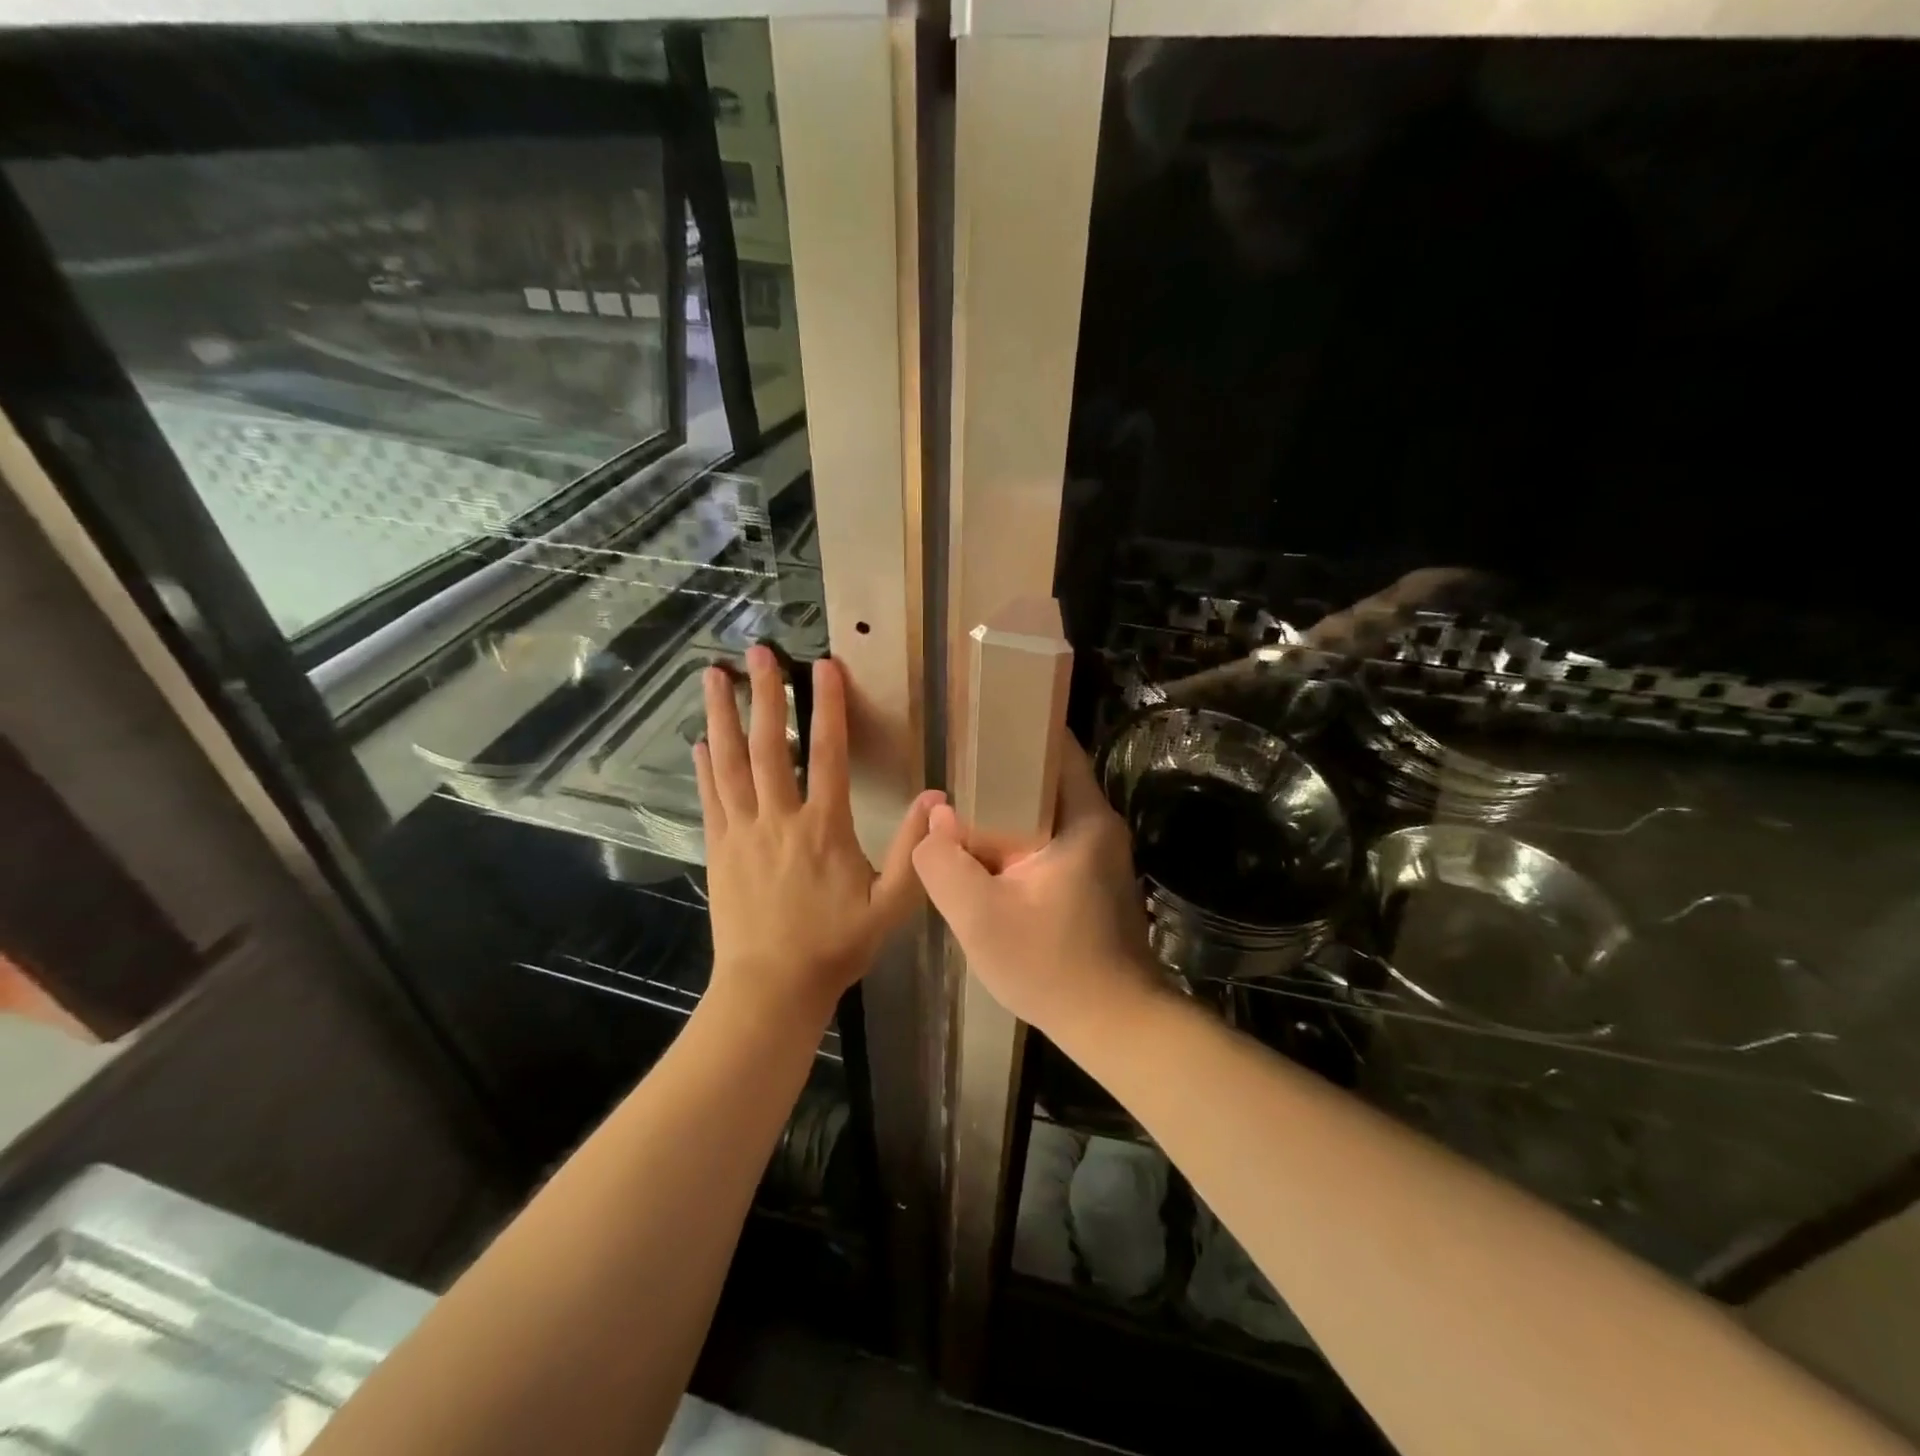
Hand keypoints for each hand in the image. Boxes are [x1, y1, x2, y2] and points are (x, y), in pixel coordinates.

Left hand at [696, 647, 940, 1025]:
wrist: (770, 988)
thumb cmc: (835, 946)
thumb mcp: (890, 905)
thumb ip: (912, 851)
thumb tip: (937, 800)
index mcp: (824, 828)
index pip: (828, 754)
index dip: (828, 707)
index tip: (823, 666)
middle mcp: (780, 819)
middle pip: (770, 746)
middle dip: (764, 695)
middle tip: (757, 652)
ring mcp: (743, 832)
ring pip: (730, 763)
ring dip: (722, 716)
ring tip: (711, 676)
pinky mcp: (719, 849)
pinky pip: (711, 798)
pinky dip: (705, 766)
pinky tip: (700, 741)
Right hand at [911, 741, 1161, 1039]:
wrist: (1116, 1026)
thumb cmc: (1052, 968)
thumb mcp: (980, 918)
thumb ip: (945, 864)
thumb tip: (936, 822)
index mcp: (1084, 818)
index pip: (1054, 746)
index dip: (1015, 729)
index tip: (973, 726)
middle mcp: (1099, 825)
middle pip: (1046, 778)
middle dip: (1000, 773)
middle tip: (952, 774)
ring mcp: (1100, 853)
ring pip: (1045, 812)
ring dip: (1006, 811)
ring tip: (960, 813)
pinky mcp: (1094, 878)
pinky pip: (1050, 840)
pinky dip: (1019, 839)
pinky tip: (986, 856)